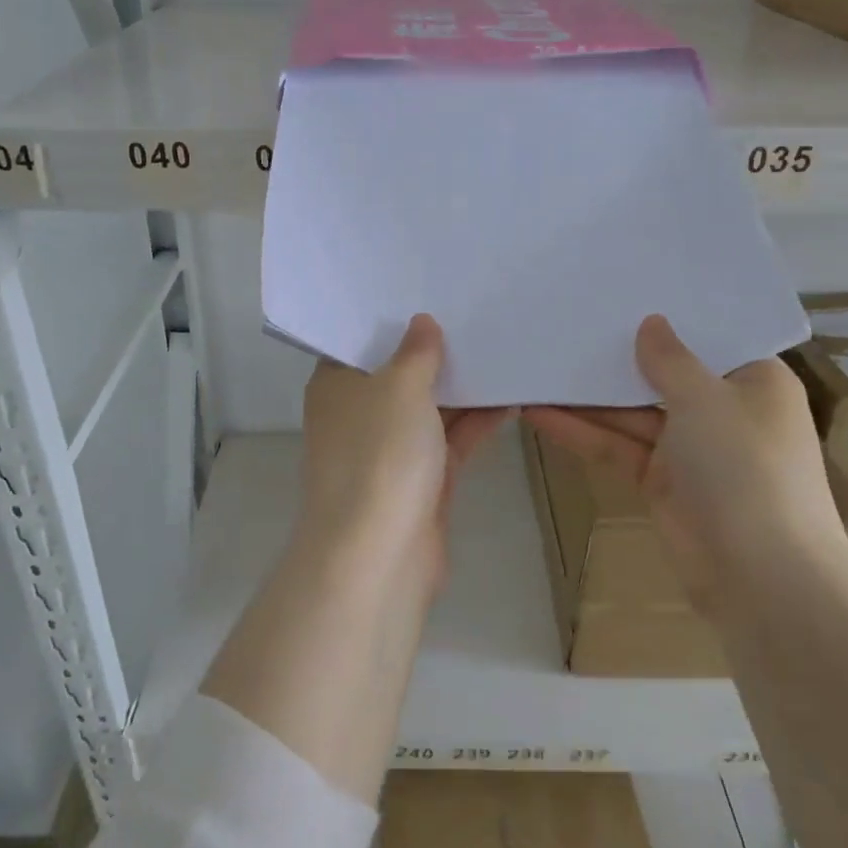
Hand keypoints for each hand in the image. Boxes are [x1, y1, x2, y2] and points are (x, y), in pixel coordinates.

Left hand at [297, 315, 511, 598]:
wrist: (379, 554)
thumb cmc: (379, 454)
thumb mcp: (399, 387)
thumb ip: (416, 352)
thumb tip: (422, 323)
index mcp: (336, 386)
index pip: (360, 342)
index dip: (392, 320)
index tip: (428, 293)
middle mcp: (359, 415)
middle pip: (398, 374)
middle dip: (435, 352)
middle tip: (477, 314)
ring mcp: (390, 450)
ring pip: (429, 409)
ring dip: (462, 387)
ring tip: (503, 349)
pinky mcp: (421, 481)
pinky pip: (451, 440)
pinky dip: (476, 422)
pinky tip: (511, 397)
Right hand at [523, 315, 844, 612]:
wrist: (760, 577)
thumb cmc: (745, 468)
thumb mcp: (706, 399)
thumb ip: (669, 360)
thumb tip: (651, 323)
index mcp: (754, 382)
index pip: (708, 338)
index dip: (668, 317)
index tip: (622, 291)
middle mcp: (723, 410)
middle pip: (663, 374)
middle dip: (618, 355)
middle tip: (568, 322)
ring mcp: (689, 448)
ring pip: (632, 412)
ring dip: (589, 396)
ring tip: (539, 364)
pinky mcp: (660, 481)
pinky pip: (617, 446)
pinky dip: (583, 432)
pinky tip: (538, 412)